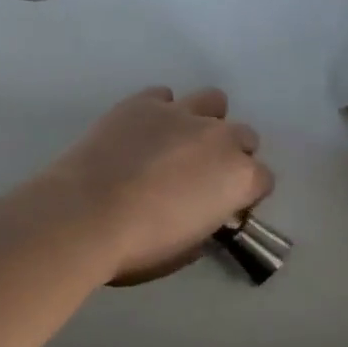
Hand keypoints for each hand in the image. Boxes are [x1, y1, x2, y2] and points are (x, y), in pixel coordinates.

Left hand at [46, 87, 273, 280]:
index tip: (225, 206)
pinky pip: (164, 97)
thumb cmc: (140, 245)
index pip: (262, 180)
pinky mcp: (144, 102)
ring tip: (180, 142)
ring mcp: (181, 113)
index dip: (245, 194)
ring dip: (205, 120)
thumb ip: (207, 223)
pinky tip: (143, 131)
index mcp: (239, 177)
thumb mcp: (188, 249)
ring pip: (213, 101)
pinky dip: (160, 111)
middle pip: (244, 136)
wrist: (85, 214)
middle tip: (202, 176)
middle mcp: (220, 137)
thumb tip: (202, 214)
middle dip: (231, 154)